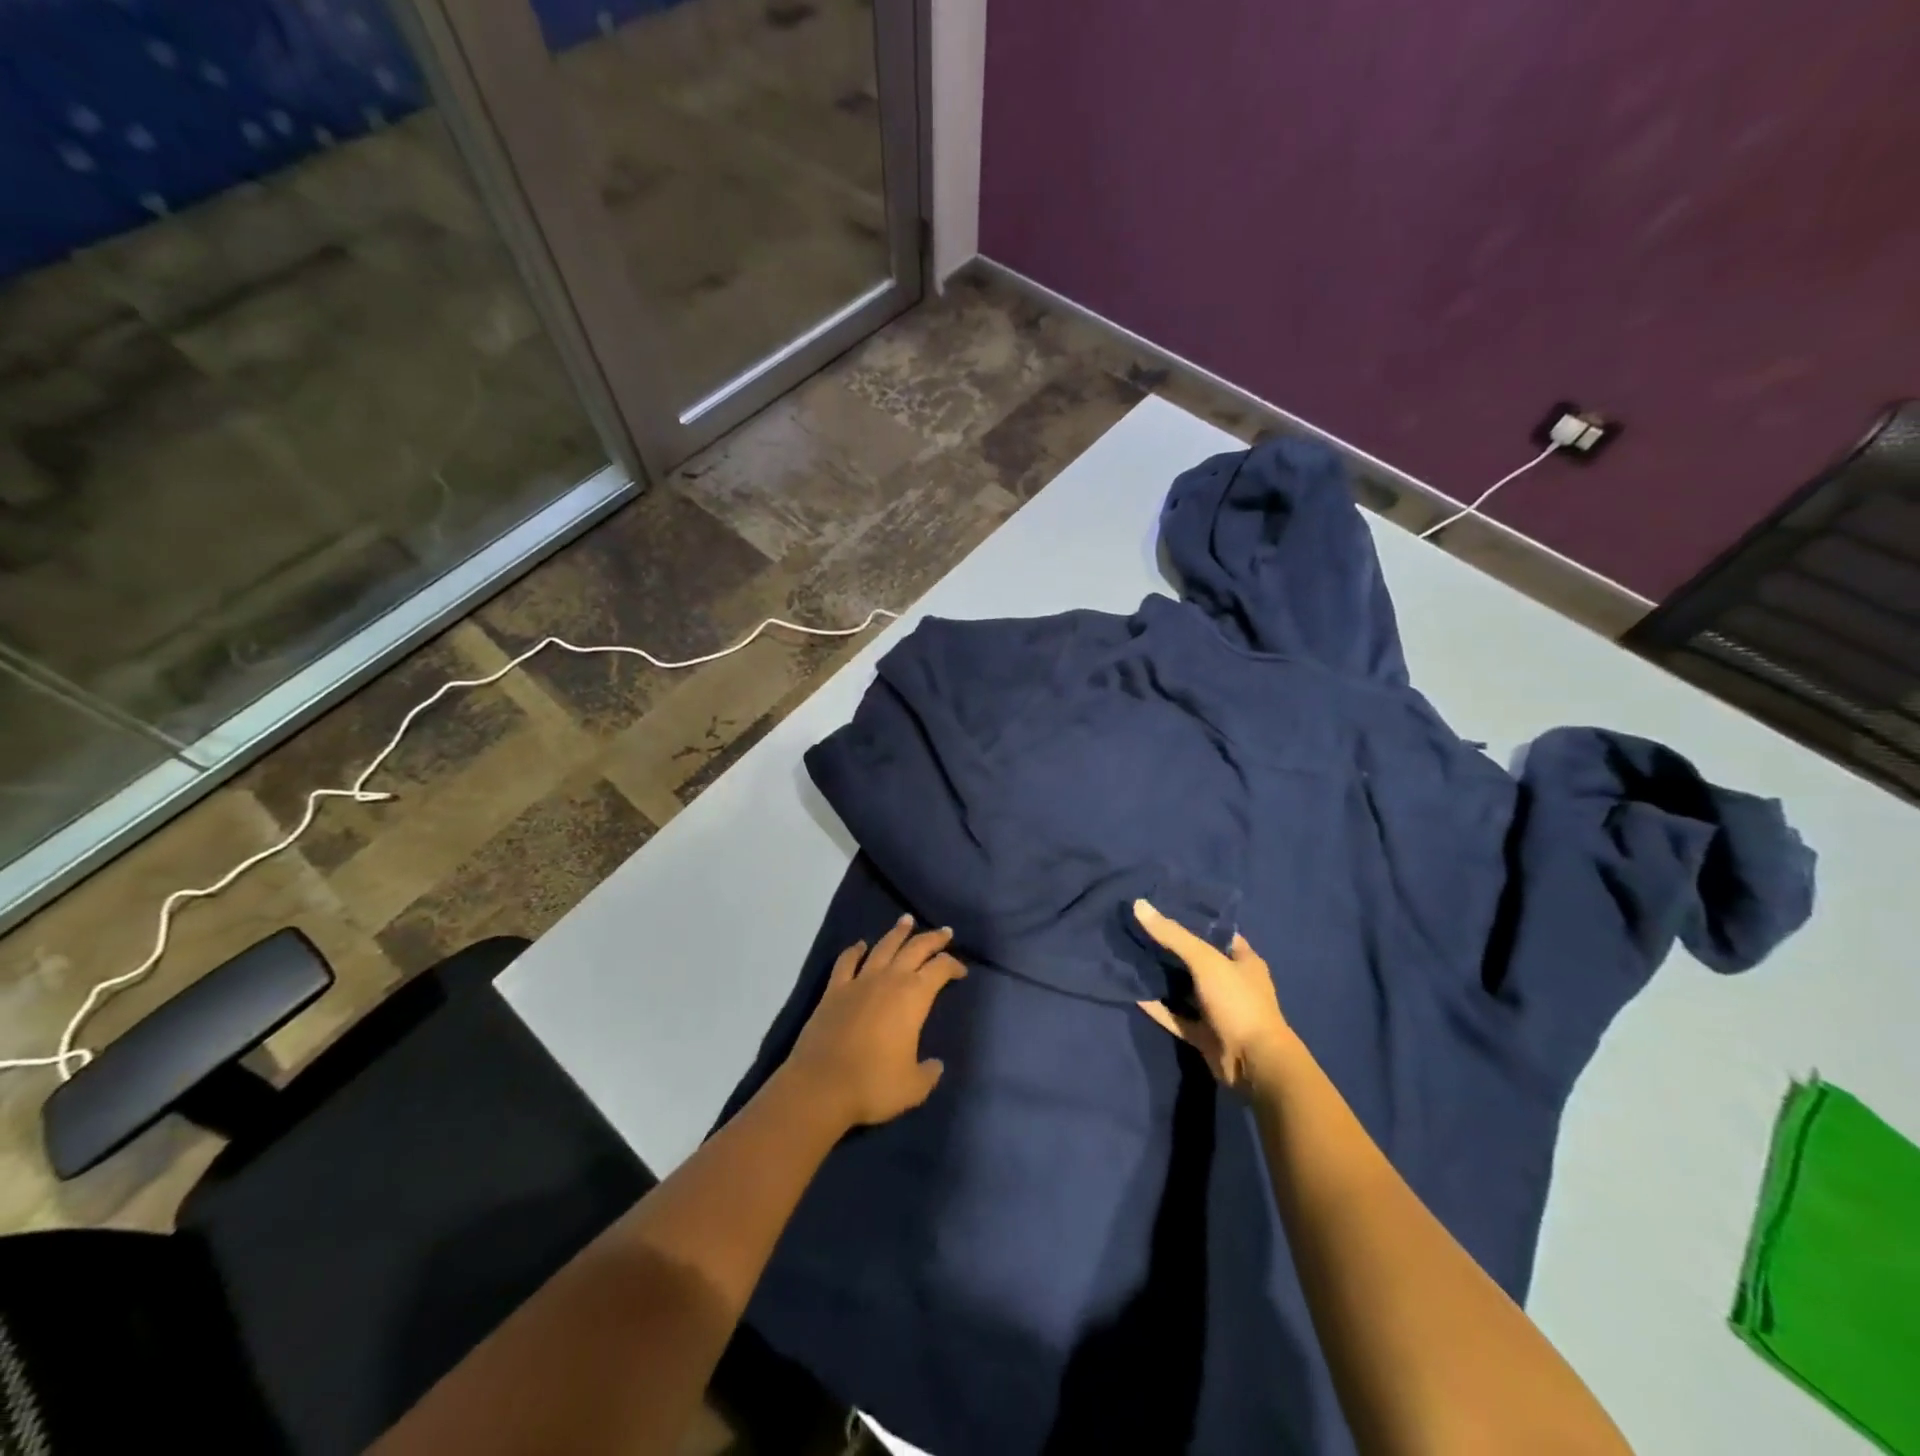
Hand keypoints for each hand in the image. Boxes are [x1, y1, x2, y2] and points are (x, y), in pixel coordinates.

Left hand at [781, 915, 967, 1130]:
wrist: (821, 1086)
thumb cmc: (873, 1084)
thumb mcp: (913, 1087)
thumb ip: (928, 1073)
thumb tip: (935, 1065)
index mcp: (913, 997)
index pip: (940, 969)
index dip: (953, 966)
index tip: (961, 971)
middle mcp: (888, 980)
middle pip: (915, 948)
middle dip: (933, 939)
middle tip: (945, 932)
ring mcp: (859, 982)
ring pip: (883, 947)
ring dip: (897, 933)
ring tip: (906, 920)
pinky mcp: (834, 991)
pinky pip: (847, 962)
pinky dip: (855, 951)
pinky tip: (860, 946)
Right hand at [1134, 899, 1297, 1094]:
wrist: (1253, 1063)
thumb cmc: (1237, 1002)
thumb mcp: (1205, 960)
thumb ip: (1173, 935)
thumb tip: (1139, 904)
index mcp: (1243, 961)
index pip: (1217, 933)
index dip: (1194, 921)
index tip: (1163, 909)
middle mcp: (1232, 984)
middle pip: (1197, 961)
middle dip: (1172, 949)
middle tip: (1140, 931)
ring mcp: (1218, 1011)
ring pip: (1186, 990)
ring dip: (1164, 979)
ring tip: (1133, 958)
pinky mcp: (1204, 1035)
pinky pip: (1176, 1017)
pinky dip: (1159, 1008)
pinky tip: (1135, 995)